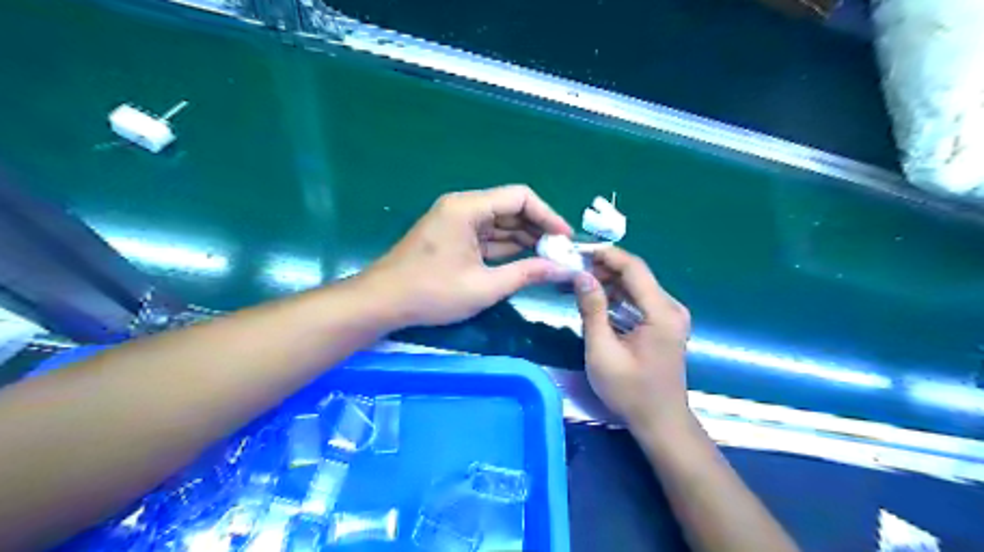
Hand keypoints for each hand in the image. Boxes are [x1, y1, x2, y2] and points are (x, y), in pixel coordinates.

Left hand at [362, 185, 578, 327]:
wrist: (382, 302)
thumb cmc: (432, 292)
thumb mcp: (484, 286)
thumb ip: (526, 273)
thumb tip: (563, 269)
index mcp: (468, 207)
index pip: (520, 197)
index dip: (548, 215)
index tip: (566, 238)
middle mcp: (463, 206)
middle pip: (511, 208)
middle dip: (538, 228)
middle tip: (562, 252)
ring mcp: (456, 221)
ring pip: (500, 222)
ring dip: (524, 238)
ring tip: (550, 258)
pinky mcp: (453, 236)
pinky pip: (487, 235)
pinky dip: (506, 246)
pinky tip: (526, 260)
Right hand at [570, 248, 689, 431]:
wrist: (660, 422)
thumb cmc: (630, 391)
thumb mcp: (602, 351)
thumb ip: (592, 310)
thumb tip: (581, 275)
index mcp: (661, 312)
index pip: (634, 268)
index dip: (606, 255)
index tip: (578, 251)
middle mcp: (671, 307)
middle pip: (635, 275)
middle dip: (603, 269)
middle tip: (572, 271)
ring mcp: (670, 315)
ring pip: (636, 286)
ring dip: (608, 282)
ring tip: (578, 284)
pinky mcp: (664, 324)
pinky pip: (639, 300)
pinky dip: (617, 297)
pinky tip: (595, 300)